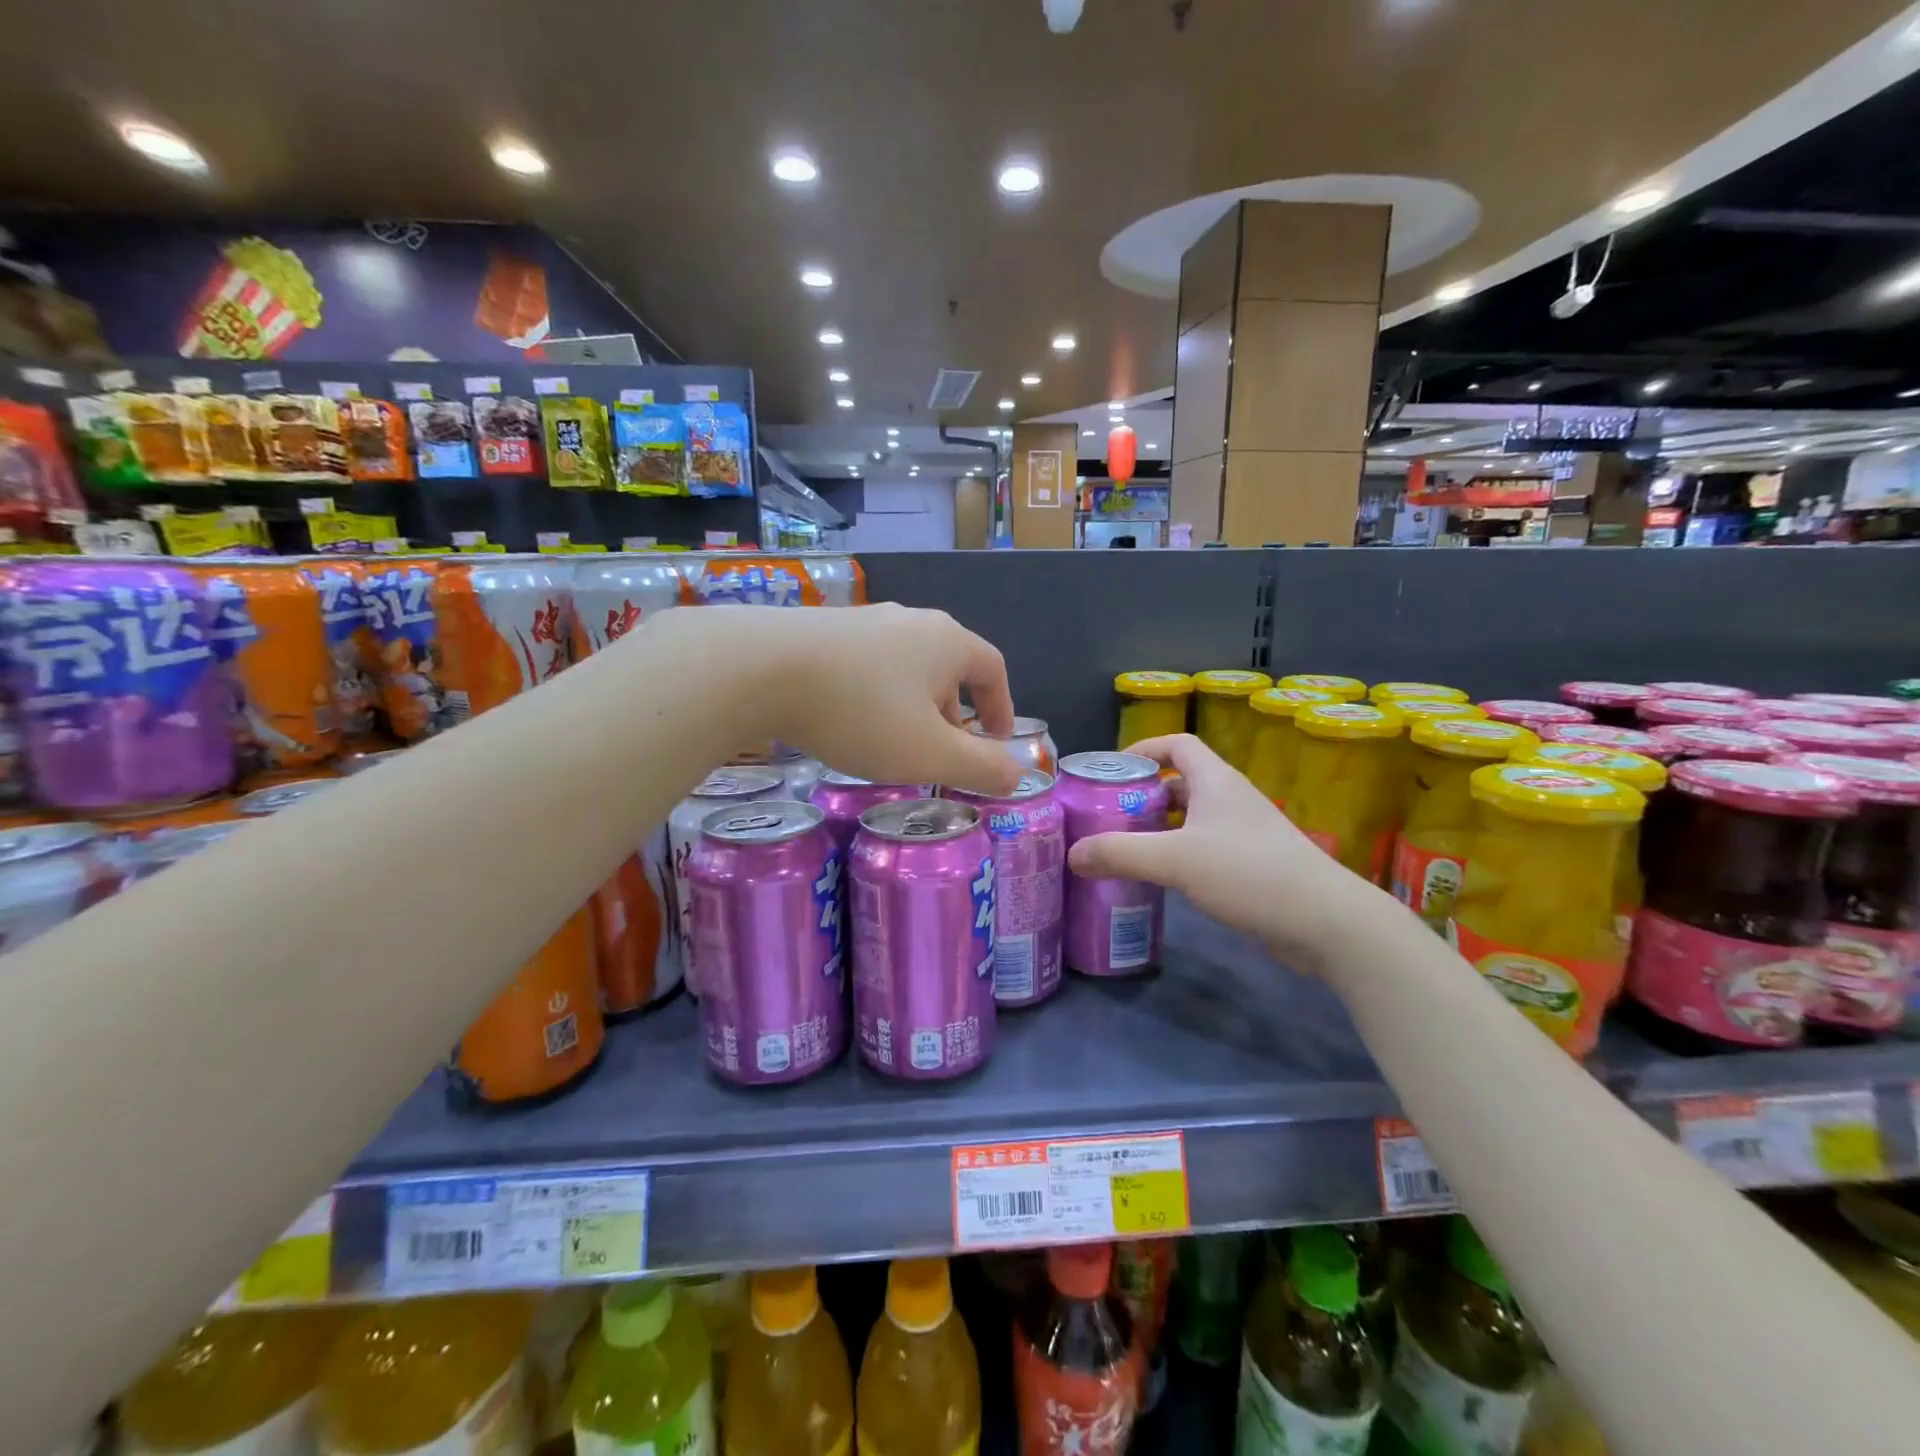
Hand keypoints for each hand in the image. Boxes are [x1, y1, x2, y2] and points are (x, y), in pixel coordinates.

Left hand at [659, 604, 1023, 796]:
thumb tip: (1017, 775)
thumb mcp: (929, 753)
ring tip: (892, 746)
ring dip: (911, 709)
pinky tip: (848, 724)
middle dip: (952, 716)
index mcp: (947, 641)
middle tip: (939, 756)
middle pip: (948, 669)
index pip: (993, 668)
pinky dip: (873, 698)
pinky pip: (866, 667)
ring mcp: (863, 622)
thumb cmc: (861, 712)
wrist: (759, 667)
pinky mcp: (822, 630)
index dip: (1001, 708)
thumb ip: (980, 767)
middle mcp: (910, 621)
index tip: (994, 744)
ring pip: (904, 669)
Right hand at [1066, 733, 1379, 968]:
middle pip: (1181, 782)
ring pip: (1193, 818)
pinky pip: (1205, 847)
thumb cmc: (1248, 873)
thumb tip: (1072, 854)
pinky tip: (1161, 879)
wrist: (1326, 922)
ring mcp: (1246, 832)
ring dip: (1160, 828)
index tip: (1111, 772)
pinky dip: (1179, 854)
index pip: (1177, 744)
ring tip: (1124, 847)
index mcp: (1216, 781)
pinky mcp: (1254, 865)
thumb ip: (1120, 853)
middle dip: (1143, 794)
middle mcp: (1231, 798)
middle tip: (1107, 815)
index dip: (1143, 750)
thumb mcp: (1175, 860)